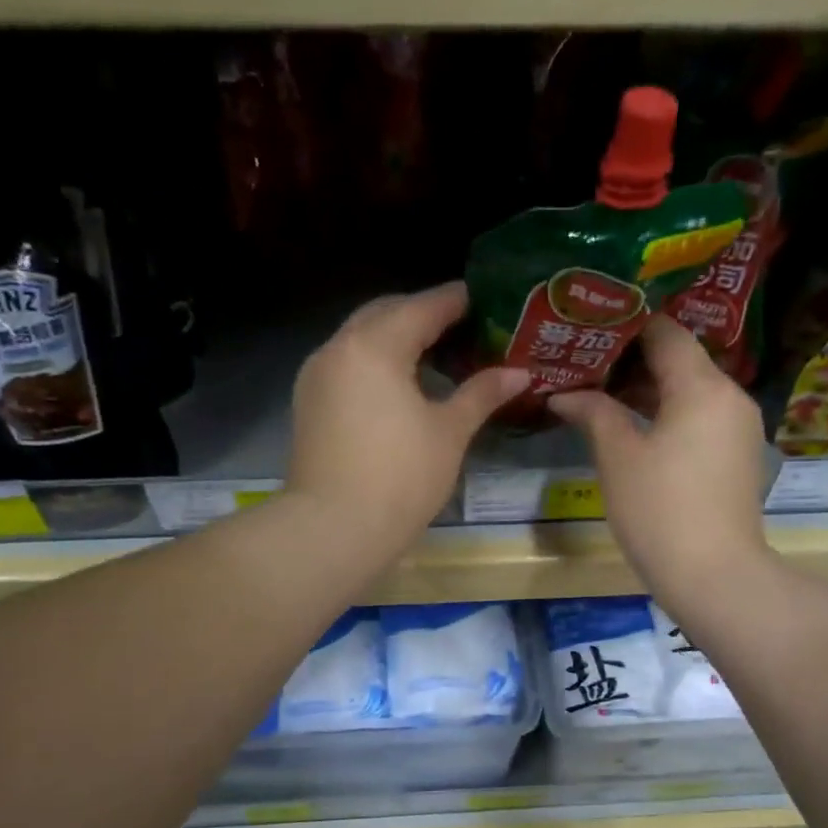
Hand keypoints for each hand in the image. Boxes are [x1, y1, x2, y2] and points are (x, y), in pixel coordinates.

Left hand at [287, 282, 529, 552]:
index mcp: (374, 345)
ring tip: (434, 355)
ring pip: (360, 339)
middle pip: (384, 314)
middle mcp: (338, 348)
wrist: (334, 529)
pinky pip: (347, 365)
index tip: (483, 298)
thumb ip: (481, 394)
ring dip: (394, 338)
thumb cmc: (400, 477)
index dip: (455, 301)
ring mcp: (316, 376)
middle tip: (460, 326)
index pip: (422, 307)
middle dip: (421, 314)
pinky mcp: (308, 404)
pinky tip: (399, 384)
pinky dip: (374, 363)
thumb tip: (519, 373)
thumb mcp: (448, 432)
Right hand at [550, 315, 771, 602]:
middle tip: (587, 362)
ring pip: (691, 390)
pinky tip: (634, 427)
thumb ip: (593, 413)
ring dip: (650, 389)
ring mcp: (738, 427)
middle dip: (633, 360)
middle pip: (681, 360)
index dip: (626, 326)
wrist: (714, 575)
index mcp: (702, 386)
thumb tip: (563, 394)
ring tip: (602, 394)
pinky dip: (669, 414)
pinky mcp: (737, 455)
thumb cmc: (660, 510)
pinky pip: (700, 417)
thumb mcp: (618, 458)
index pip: (666, 333)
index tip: (590, 329)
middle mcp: (730, 396)